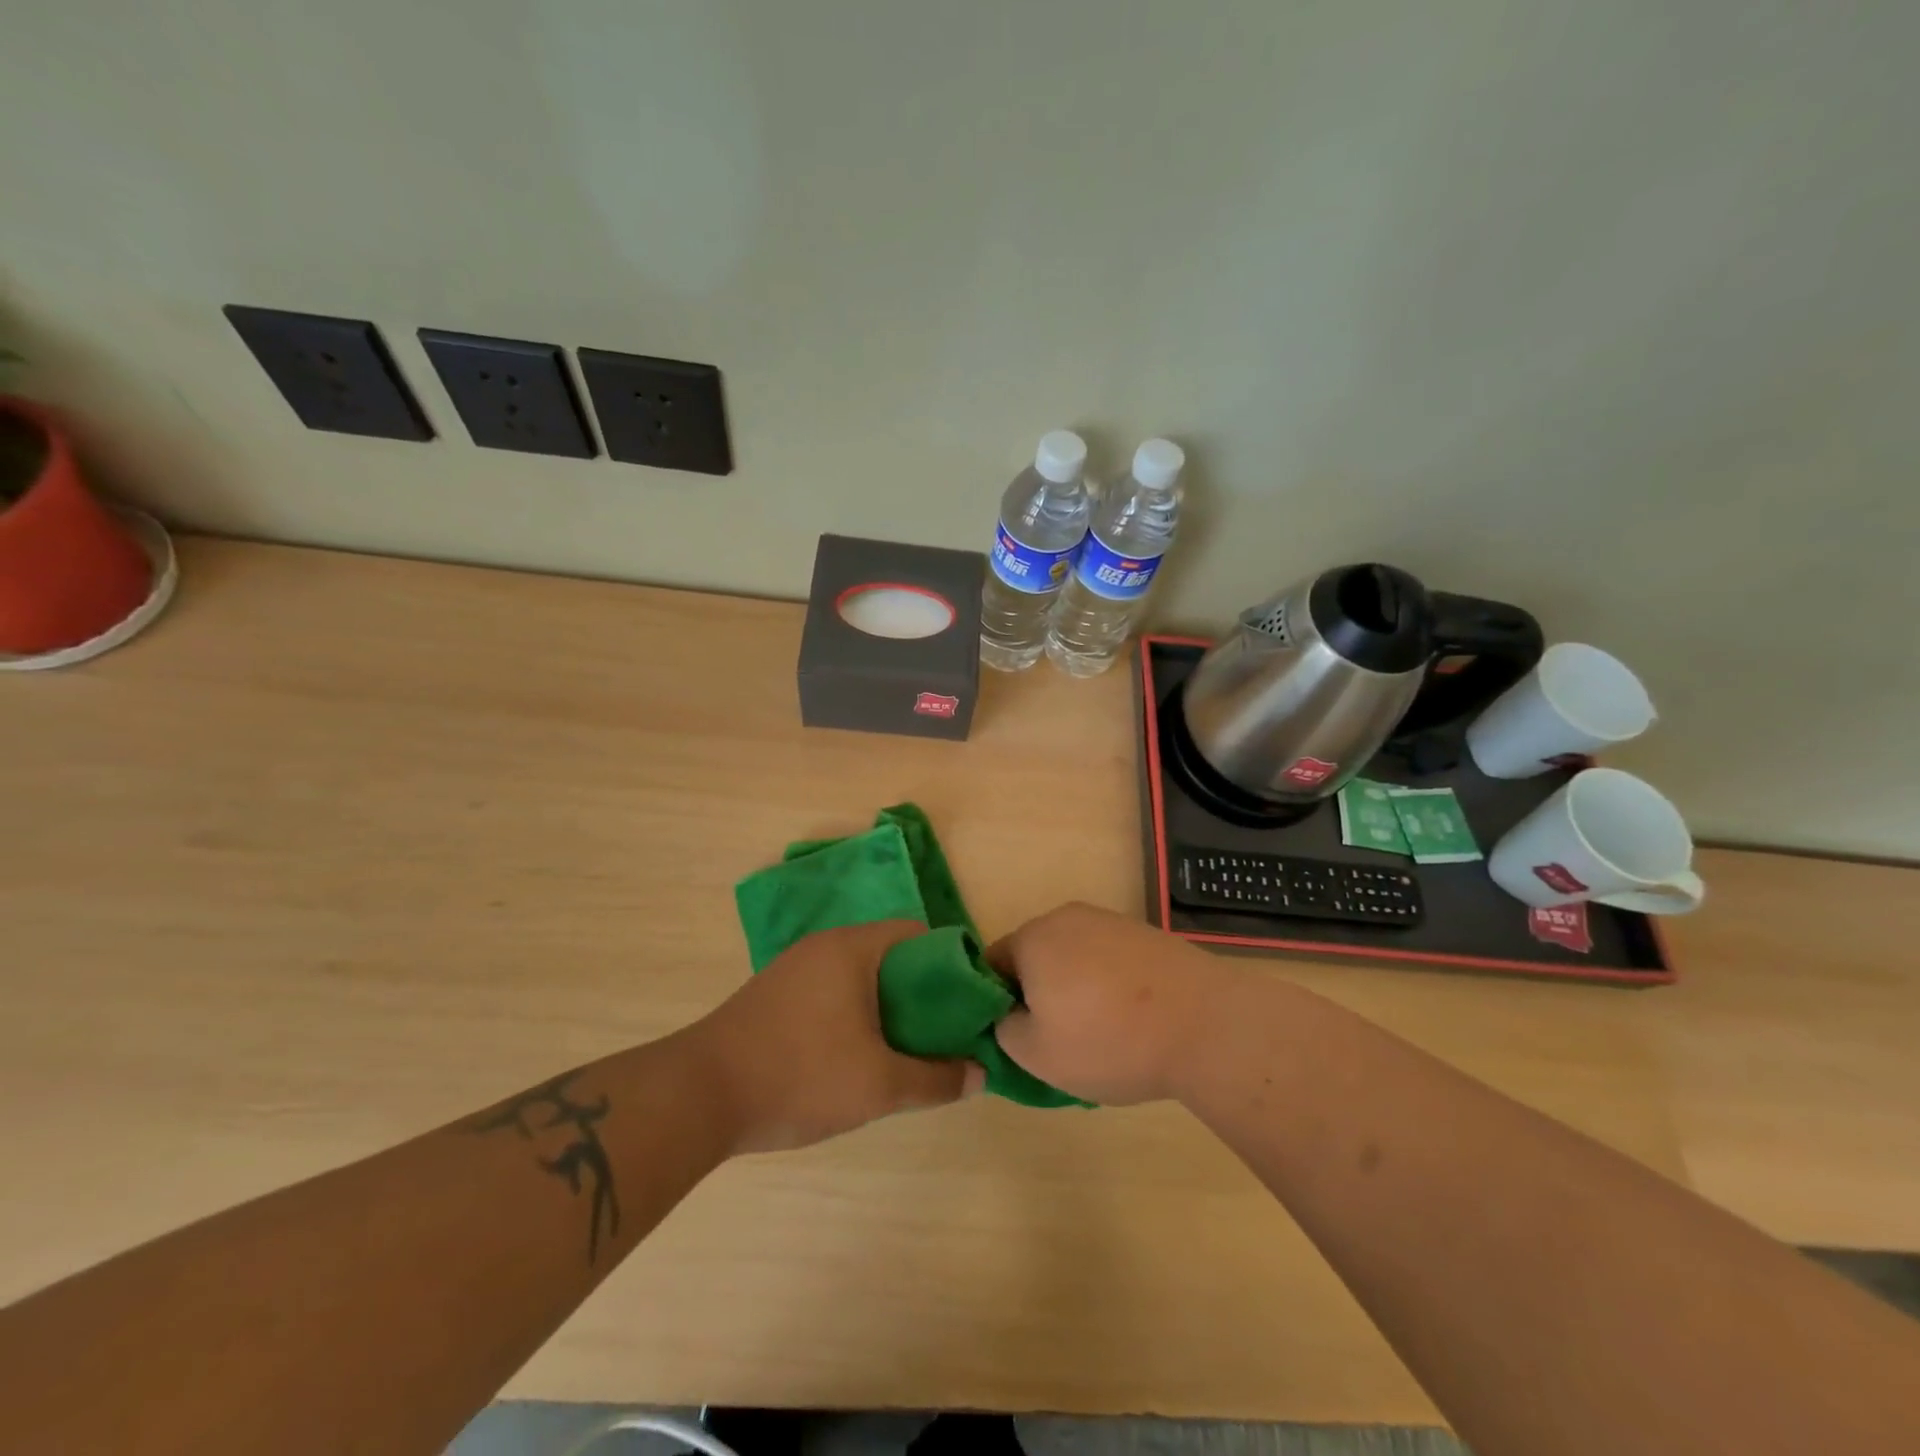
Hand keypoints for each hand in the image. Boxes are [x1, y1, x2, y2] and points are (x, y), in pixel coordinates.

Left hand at [694, 920, 980, 1152]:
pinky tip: (855, 1056)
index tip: (964, 1006)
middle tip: (939, 1035)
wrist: (697, 1097)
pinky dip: (853, 1014)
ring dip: (885, 1007)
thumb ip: (935, 1079)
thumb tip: (979, 1074)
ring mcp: (793, 969)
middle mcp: (823, 946)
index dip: (949, 966)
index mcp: (852, 948)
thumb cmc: (799, 1075)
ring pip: (858, 977)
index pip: (917, 935)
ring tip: (903, 1050)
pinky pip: (830, 992)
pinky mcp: (773, 996)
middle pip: (889, 955)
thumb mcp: (879, 1085)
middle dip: (919, 993)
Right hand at [989, 903, 1228, 1105]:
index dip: (997, 1002)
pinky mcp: (1146, 934)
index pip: (992, 964)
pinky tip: (1132, 1020)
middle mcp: (1067, 917)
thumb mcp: (1037, 1055)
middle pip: (1035, 957)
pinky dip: (1109, 986)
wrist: (1205, 1025)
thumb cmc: (1108, 1040)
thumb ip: (1003, 1031)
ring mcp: (1111, 922)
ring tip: (1101, 1034)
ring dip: (1075, 989)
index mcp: (1033, 938)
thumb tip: (1008, 1016)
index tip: (1018, 1036)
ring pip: (1074, 958)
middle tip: (1057, 1040)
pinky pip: (1110, 960)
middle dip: (1038, 994)